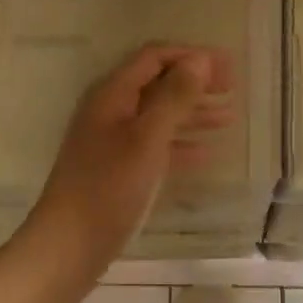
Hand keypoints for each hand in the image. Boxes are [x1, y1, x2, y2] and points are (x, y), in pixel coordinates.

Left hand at [25, 43, 233, 278]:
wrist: (69, 245)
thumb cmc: (109, 188)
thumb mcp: (146, 139)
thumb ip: (174, 97)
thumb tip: (200, 59)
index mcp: (112, 95)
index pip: (154, 58)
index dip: (191, 56)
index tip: (227, 66)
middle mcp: (111, 112)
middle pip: (158, 84)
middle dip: (195, 82)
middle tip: (233, 88)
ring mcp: (113, 142)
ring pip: (159, 116)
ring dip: (193, 112)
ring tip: (229, 117)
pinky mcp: (118, 169)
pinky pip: (155, 146)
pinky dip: (181, 144)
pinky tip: (206, 153)